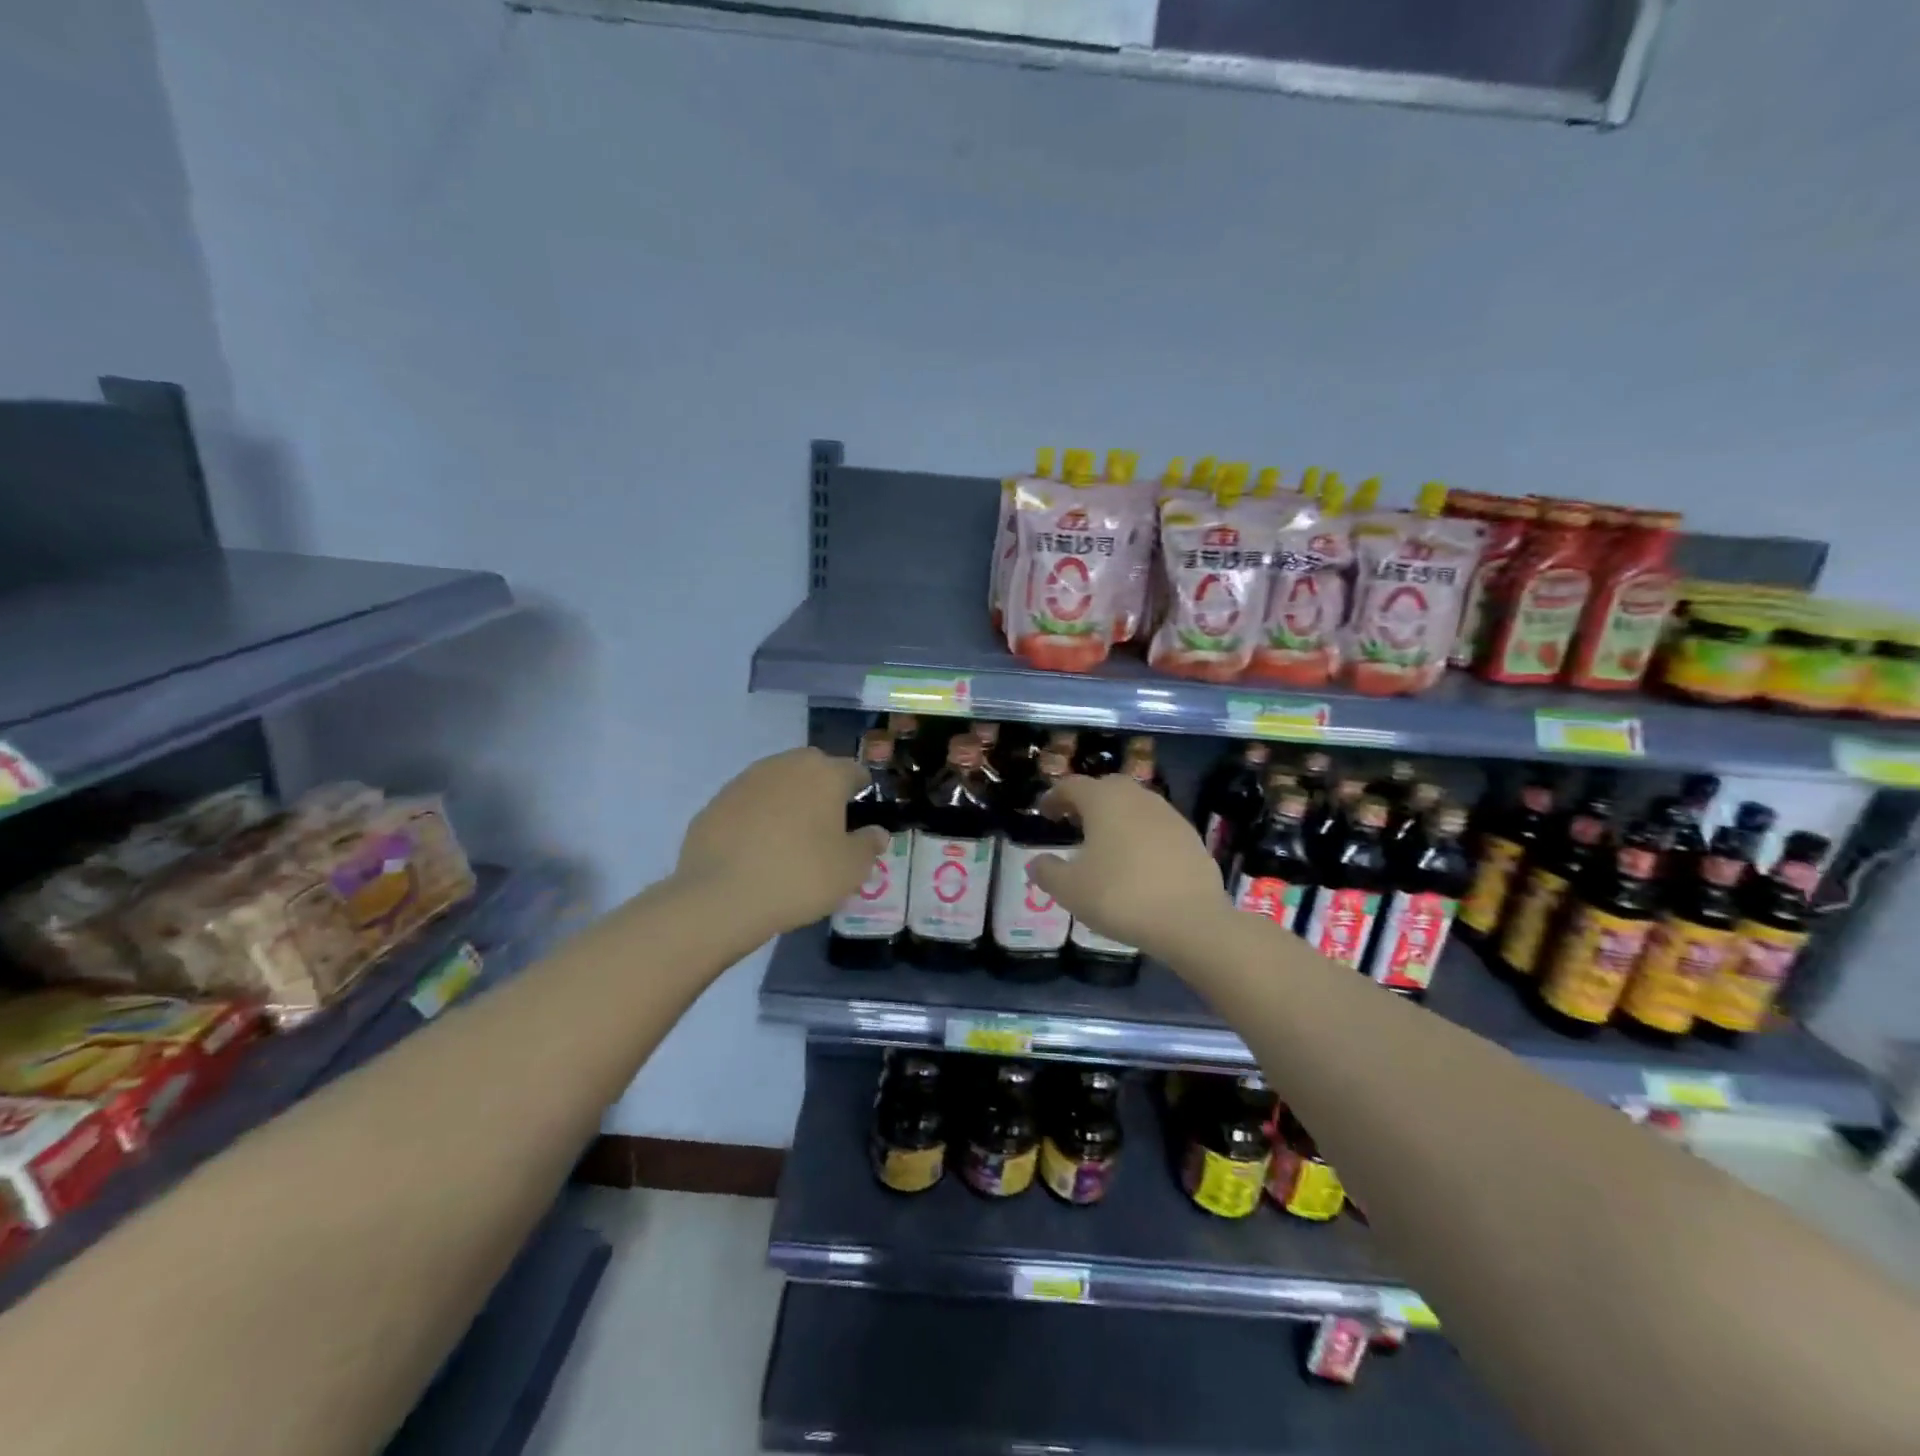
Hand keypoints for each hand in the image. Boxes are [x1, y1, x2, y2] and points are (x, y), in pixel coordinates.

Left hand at [676, 747, 888, 934]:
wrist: (720, 896)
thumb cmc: (799, 876)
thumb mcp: (850, 870)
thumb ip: (869, 845)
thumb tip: (876, 833)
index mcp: (825, 774)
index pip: (855, 771)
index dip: (861, 793)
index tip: (859, 819)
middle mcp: (787, 765)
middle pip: (814, 770)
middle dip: (823, 792)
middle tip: (826, 829)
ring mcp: (746, 780)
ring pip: (779, 783)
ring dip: (788, 802)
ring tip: (789, 840)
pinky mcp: (716, 801)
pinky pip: (749, 803)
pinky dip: (757, 818)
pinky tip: (756, 850)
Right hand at [1029, 775, 1229, 963]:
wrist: (1191, 921)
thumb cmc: (1120, 897)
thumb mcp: (1069, 890)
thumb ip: (1047, 871)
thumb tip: (1036, 862)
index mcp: (1103, 800)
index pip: (1072, 785)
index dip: (1054, 797)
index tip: (1044, 813)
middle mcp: (1136, 797)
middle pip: (1106, 787)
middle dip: (1087, 801)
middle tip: (1073, 822)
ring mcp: (1168, 814)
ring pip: (1134, 804)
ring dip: (1116, 816)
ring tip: (1104, 842)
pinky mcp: (1190, 836)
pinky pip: (1156, 825)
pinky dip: (1141, 834)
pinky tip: (1137, 861)